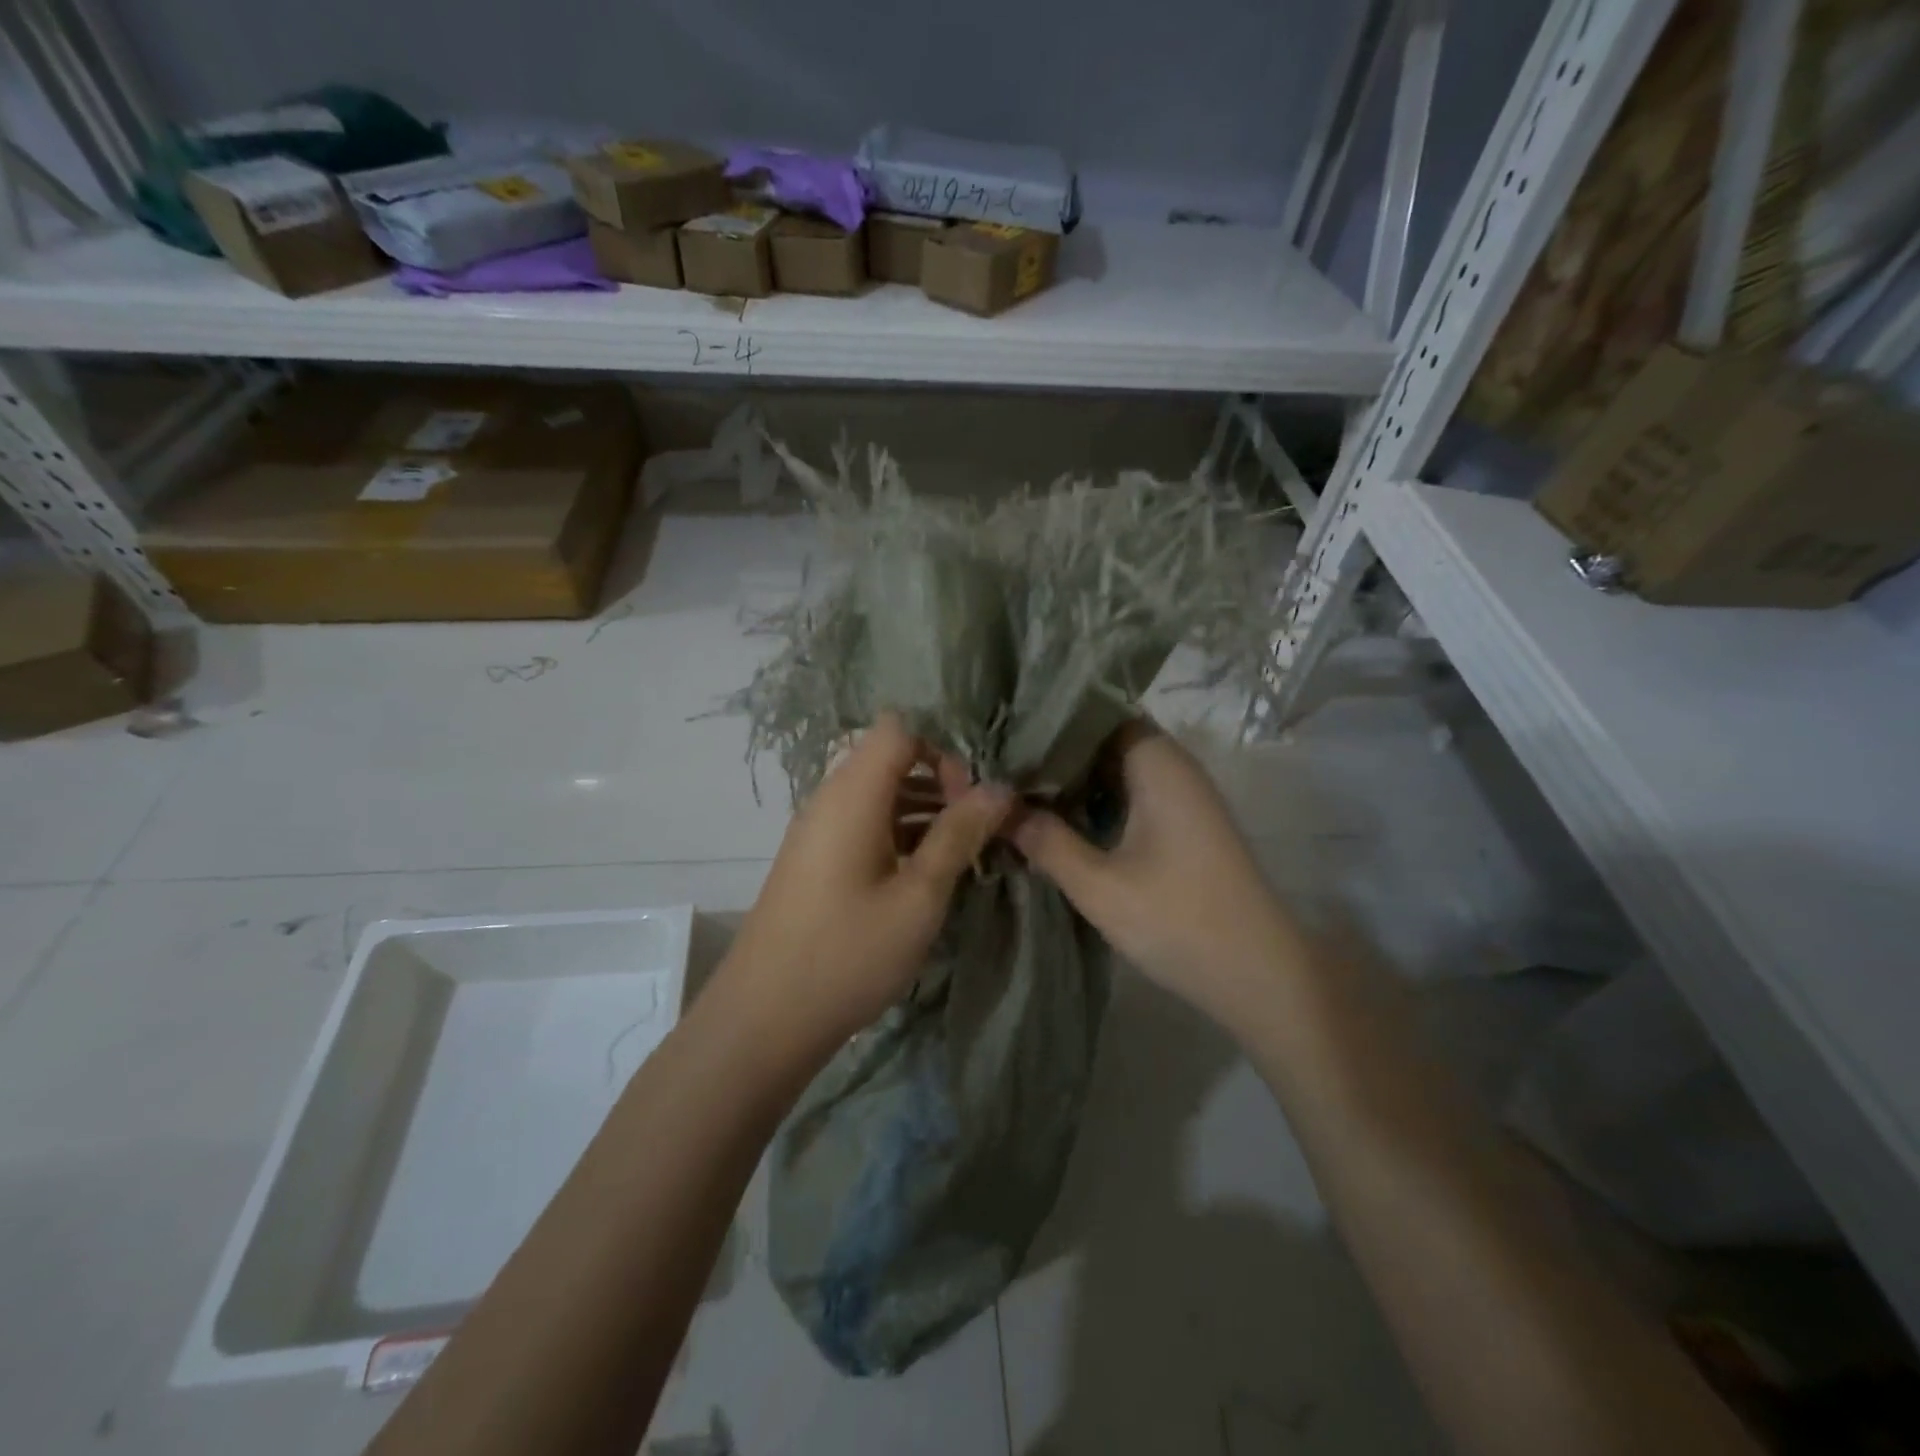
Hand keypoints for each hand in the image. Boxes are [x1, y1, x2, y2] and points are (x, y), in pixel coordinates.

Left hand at [721, 713, 1014, 1050]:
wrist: (765, 1018)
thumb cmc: (849, 953)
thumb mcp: (919, 896)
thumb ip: (959, 834)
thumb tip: (999, 788)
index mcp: (852, 794)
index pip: (899, 729)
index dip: (942, 750)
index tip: (970, 799)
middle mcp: (830, 799)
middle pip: (890, 759)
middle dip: (940, 782)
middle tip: (974, 829)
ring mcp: (818, 831)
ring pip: (879, 795)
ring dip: (923, 812)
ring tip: (962, 853)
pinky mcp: (815, 860)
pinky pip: (863, 825)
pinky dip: (899, 835)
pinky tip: (926, 876)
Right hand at [1010, 721, 1300, 1018]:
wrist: (1258, 975)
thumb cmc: (1178, 921)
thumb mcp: (1099, 885)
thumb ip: (1046, 841)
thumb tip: (999, 807)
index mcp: (1157, 763)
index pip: (1098, 712)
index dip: (1052, 720)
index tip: (1007, 732)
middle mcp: (1174, 767)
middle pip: (1106, 739)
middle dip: (1056, 753)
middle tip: (1002, 765)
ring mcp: (1182, 797)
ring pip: (1117, 770)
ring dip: (1075, 780)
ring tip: (1019, 790)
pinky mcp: (1184, 825)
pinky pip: (1132, 795)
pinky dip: (1097, 802)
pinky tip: (1060, 821)